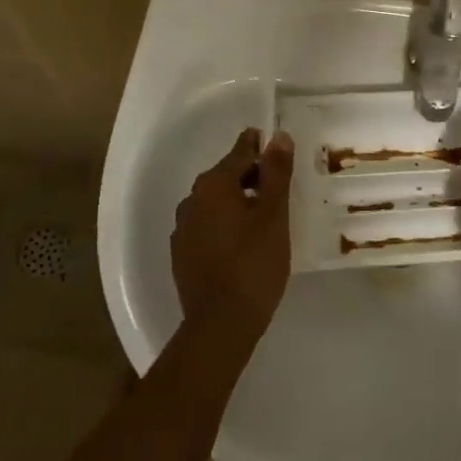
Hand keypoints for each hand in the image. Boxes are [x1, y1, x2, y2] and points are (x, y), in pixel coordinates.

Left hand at [172, 127, 295, 338]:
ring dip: (235, 201)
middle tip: (276, 181)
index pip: (239, 154)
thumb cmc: (253, 264)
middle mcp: (191, 200)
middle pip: (224, 177)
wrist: (220, 324)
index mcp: (213, 186)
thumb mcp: (273, 215)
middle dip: (249, 175)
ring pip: (214, 203)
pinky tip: (241, 241)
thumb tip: (278, 136)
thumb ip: (276, 173)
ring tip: (262, 213)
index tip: (269, 138)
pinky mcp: (182, 254)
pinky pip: (206, 226)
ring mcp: (183, 229)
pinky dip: (224, 224)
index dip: (257, 146)